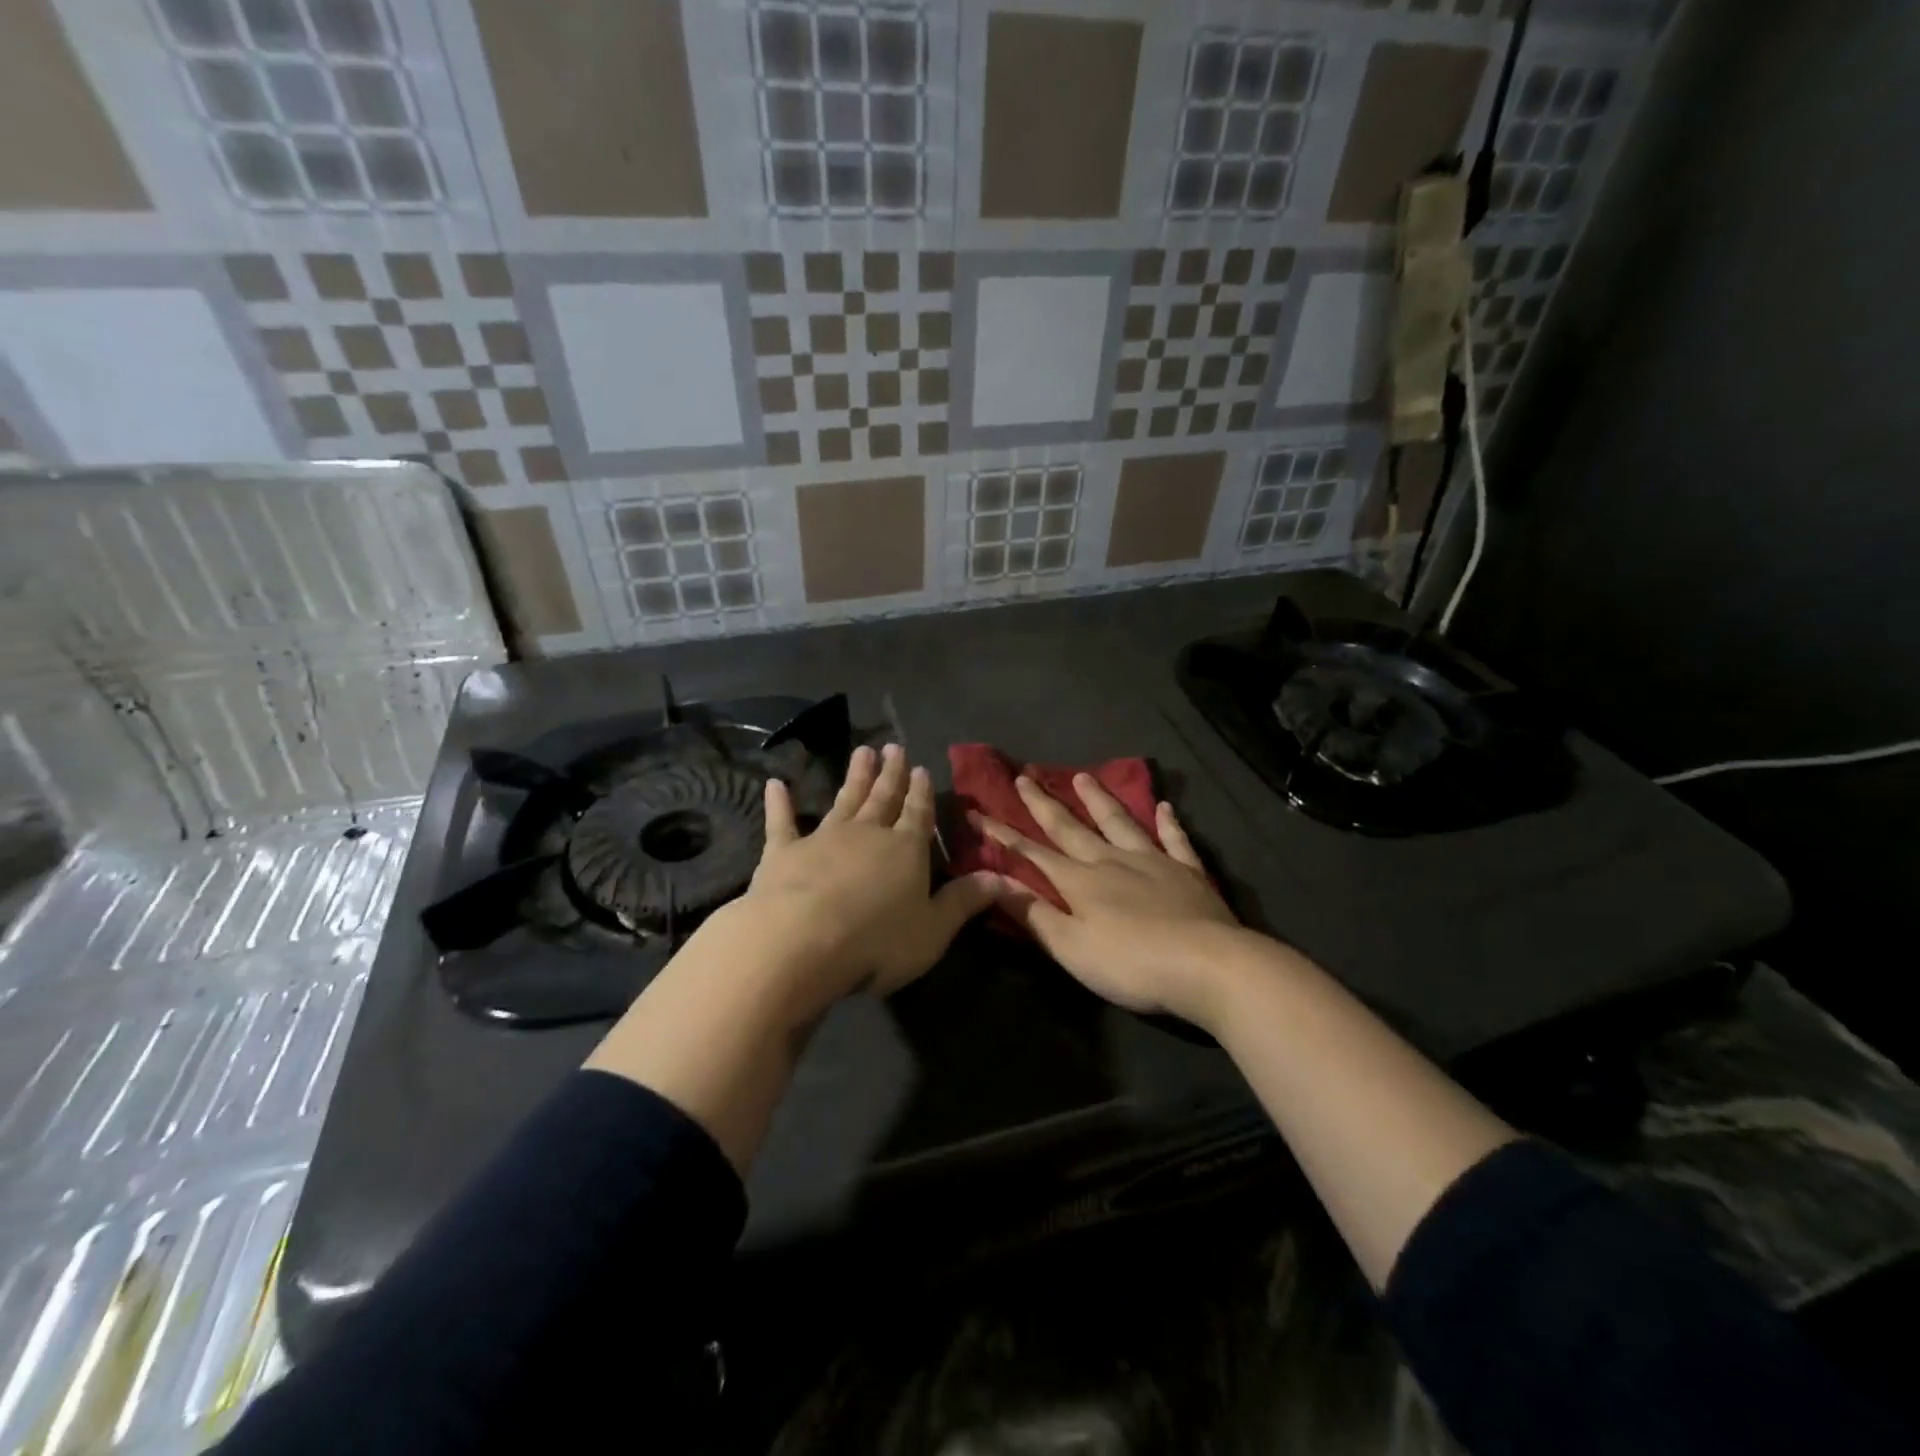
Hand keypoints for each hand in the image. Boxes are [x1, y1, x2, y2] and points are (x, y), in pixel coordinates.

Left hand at [725, 743, 995, 1009]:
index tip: (922, 768)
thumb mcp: (933, 930)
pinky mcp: (783, 852)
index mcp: (905, 850)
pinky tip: (775, 784)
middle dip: (891, 774)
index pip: (918, 814)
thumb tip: (1005, 880)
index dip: (922, 793)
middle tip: (893, 747)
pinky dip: (779, 803)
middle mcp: (867, 834)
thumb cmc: (876, 941)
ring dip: (854, 777)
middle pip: (883, 799)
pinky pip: (782, 822)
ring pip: (844, 800)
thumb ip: (965, 902)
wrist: (801, 942)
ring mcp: (823, 838)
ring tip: (862, 752)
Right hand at [974, 775, 1250, 1024]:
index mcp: (1080, 882)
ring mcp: (1153, 862)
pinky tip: (1164, 807)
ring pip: (1119, 822)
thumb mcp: (1071, 947)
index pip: (1032, 853)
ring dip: (1098, 799)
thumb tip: (993, 880)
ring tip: (1082, 776)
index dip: (1003, 835)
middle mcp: (1112, 861)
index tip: (978, 812)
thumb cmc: (1131, 964)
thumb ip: (1033, 913)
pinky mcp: (1188, 872)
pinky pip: (1175, 840)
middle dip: (1043, 804)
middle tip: (1024, 777)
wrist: (1208, 965)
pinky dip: (1168, 822)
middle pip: (1071, 828)